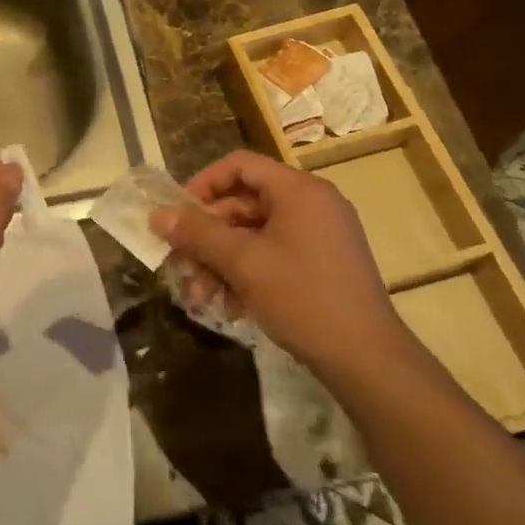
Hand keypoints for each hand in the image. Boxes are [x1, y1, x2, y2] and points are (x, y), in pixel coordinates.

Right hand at [152, 150, 413, 375]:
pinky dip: (248, 274)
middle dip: (207, 237)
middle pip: (243, 204)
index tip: (177, 215)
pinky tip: (232, 307)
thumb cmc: (302, 298)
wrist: (367, 358)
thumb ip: (198, 234)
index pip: (240, 165)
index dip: (202, 185)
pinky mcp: (323, 263)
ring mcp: (320, 234)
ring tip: (201, 298)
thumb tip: (157, 215)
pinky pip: (274, 254)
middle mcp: (312, 203)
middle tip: (179, 265)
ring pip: (255, 234)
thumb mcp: (242, 263)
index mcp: (298, 190)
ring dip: (222, 262)